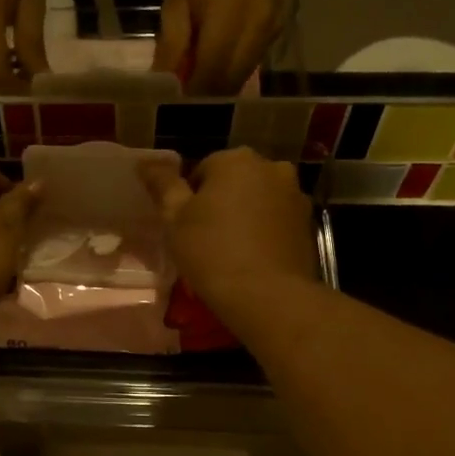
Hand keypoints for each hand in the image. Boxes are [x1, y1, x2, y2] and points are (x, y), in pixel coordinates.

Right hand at [141, 149, 315, 326]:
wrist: (267, 296)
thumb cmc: (212, 252)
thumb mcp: (175, 219)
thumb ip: (163, 185)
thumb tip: (145, 162)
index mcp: (235, 160)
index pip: (203, 170)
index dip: (190, 199)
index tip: (186, 227)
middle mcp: (271, 167)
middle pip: (234, 181)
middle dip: (220, 202)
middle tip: (205, 238)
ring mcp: (295, 195)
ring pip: (258, 200)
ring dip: (245, 215)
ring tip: (230, 251)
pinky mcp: (308, 224)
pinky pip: (276, 220)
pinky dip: (264, 232)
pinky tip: (253, 258)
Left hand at [153, 0, 282, 93]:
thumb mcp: (176, 2)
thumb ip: (172, 46)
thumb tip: (163, 85)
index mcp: (229, 18)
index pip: (210, 76)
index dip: (192, 97)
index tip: (174, 106)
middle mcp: (257, 28)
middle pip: (230, 82)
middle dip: (206, 96)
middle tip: (184, 98)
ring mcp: (272, 28)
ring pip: (244, 76)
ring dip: (221, 85)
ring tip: (198, 81)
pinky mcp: (280, 26)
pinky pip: (254, 61)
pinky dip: (234, 68)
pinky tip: (218, 61)